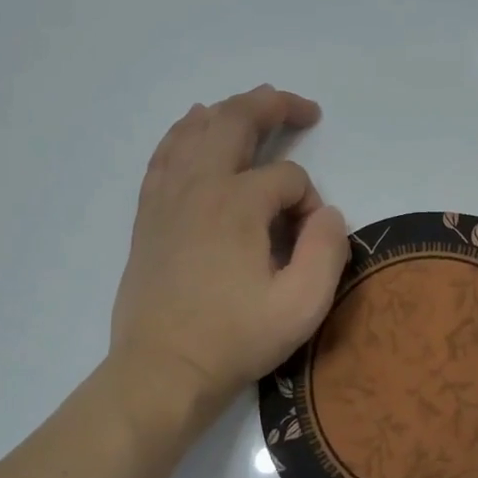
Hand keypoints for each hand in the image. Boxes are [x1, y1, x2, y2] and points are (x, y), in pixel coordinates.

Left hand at [110, 86, 348, 422]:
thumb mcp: (302, 306)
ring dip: (230, 110)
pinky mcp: (149, 214)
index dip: (310, 202)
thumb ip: (328, 250)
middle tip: (303, 108)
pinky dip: (185, 131)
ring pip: (197, 130)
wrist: (162, 371)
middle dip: (274, 108)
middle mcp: (198, 186)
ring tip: (257, 106)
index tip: (309, 241)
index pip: (288, 178)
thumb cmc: (234, 340)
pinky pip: (165, 154)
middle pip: (235, 122)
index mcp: (237, 204)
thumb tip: (328, 213)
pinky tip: (194, 125)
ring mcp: (167, 197)